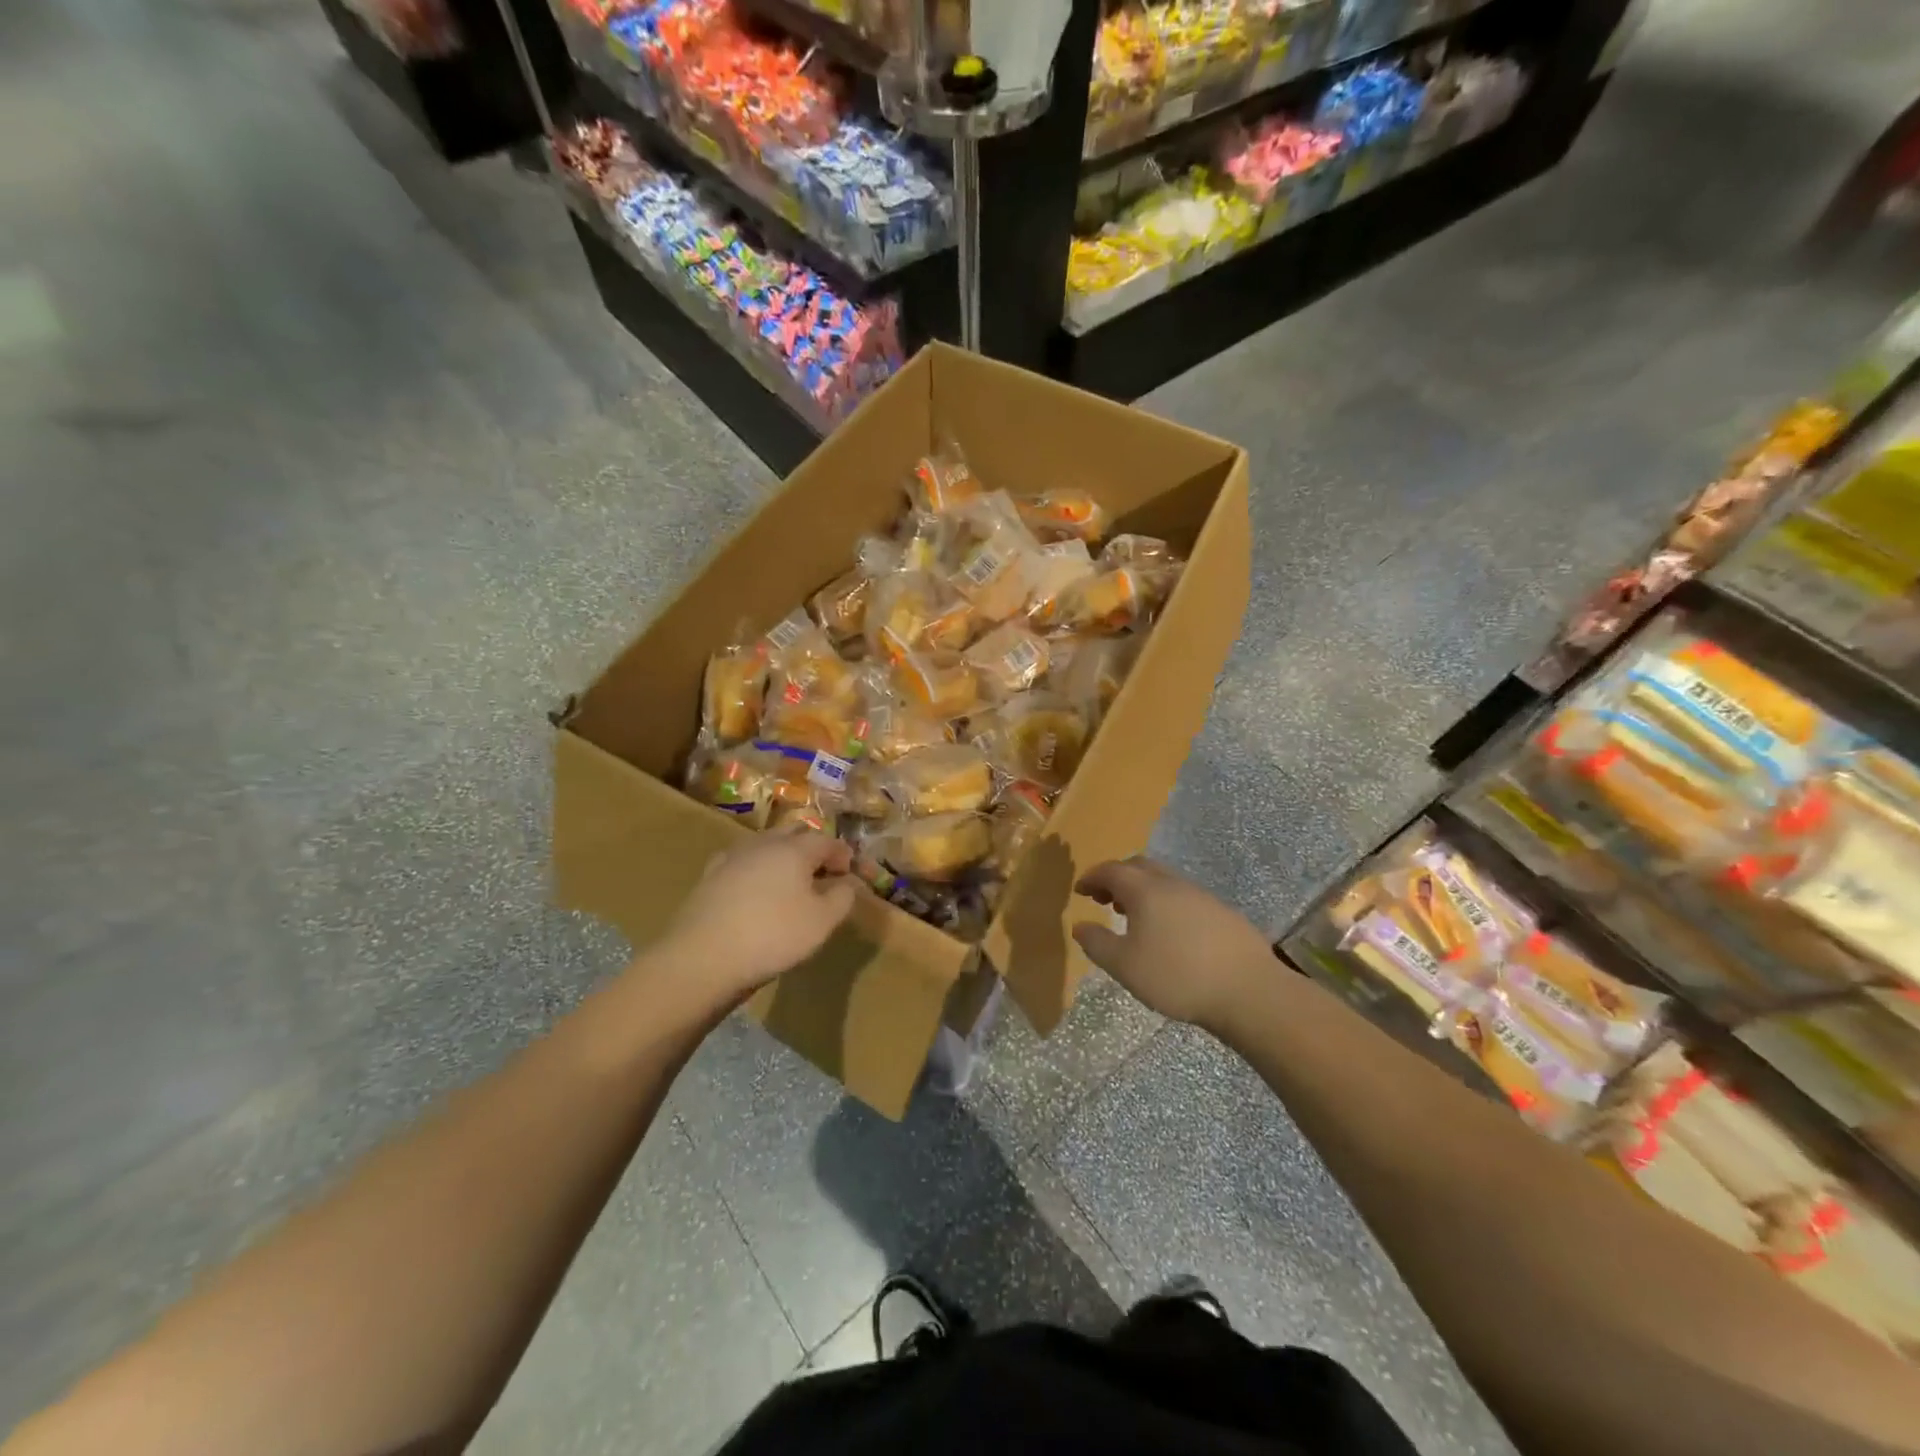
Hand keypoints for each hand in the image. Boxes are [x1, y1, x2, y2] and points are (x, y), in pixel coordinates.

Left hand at [660, 828, 860, 1003]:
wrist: (701, 957)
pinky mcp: (710, 876)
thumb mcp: (822, 922)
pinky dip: (757, 871)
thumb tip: (848, 883)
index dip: (843, 855)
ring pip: (766, 846)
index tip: (850, 874)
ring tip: (791, 884)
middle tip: (823, 873)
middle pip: (795, 833)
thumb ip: (843, 897)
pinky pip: (743, 864)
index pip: (827, 840)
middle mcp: (763, 843)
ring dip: (784, 858)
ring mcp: (733, 857)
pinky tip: (756, 893)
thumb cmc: (772, 936)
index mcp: (794, 848)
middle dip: (813, 847)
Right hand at [1072, 857, 1277, 1031]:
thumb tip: (1080, 926)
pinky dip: (1166, 904)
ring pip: (1164, 881)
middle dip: (1117, 878)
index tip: (1080, 890)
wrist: (1249, 991)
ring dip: (1143, 891)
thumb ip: (1097, 943)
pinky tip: (1170, 933)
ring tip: (1134, 917)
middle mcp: (1172, 884)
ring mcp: (1202, 896)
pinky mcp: (1223, 913)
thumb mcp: (1124, 966)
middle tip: (1104, 899)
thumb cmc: (1177, 976)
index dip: (1092, 877)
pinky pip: (1184, 898)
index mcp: (1145, 890)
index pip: (1111, 870)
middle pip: (1139, 867)